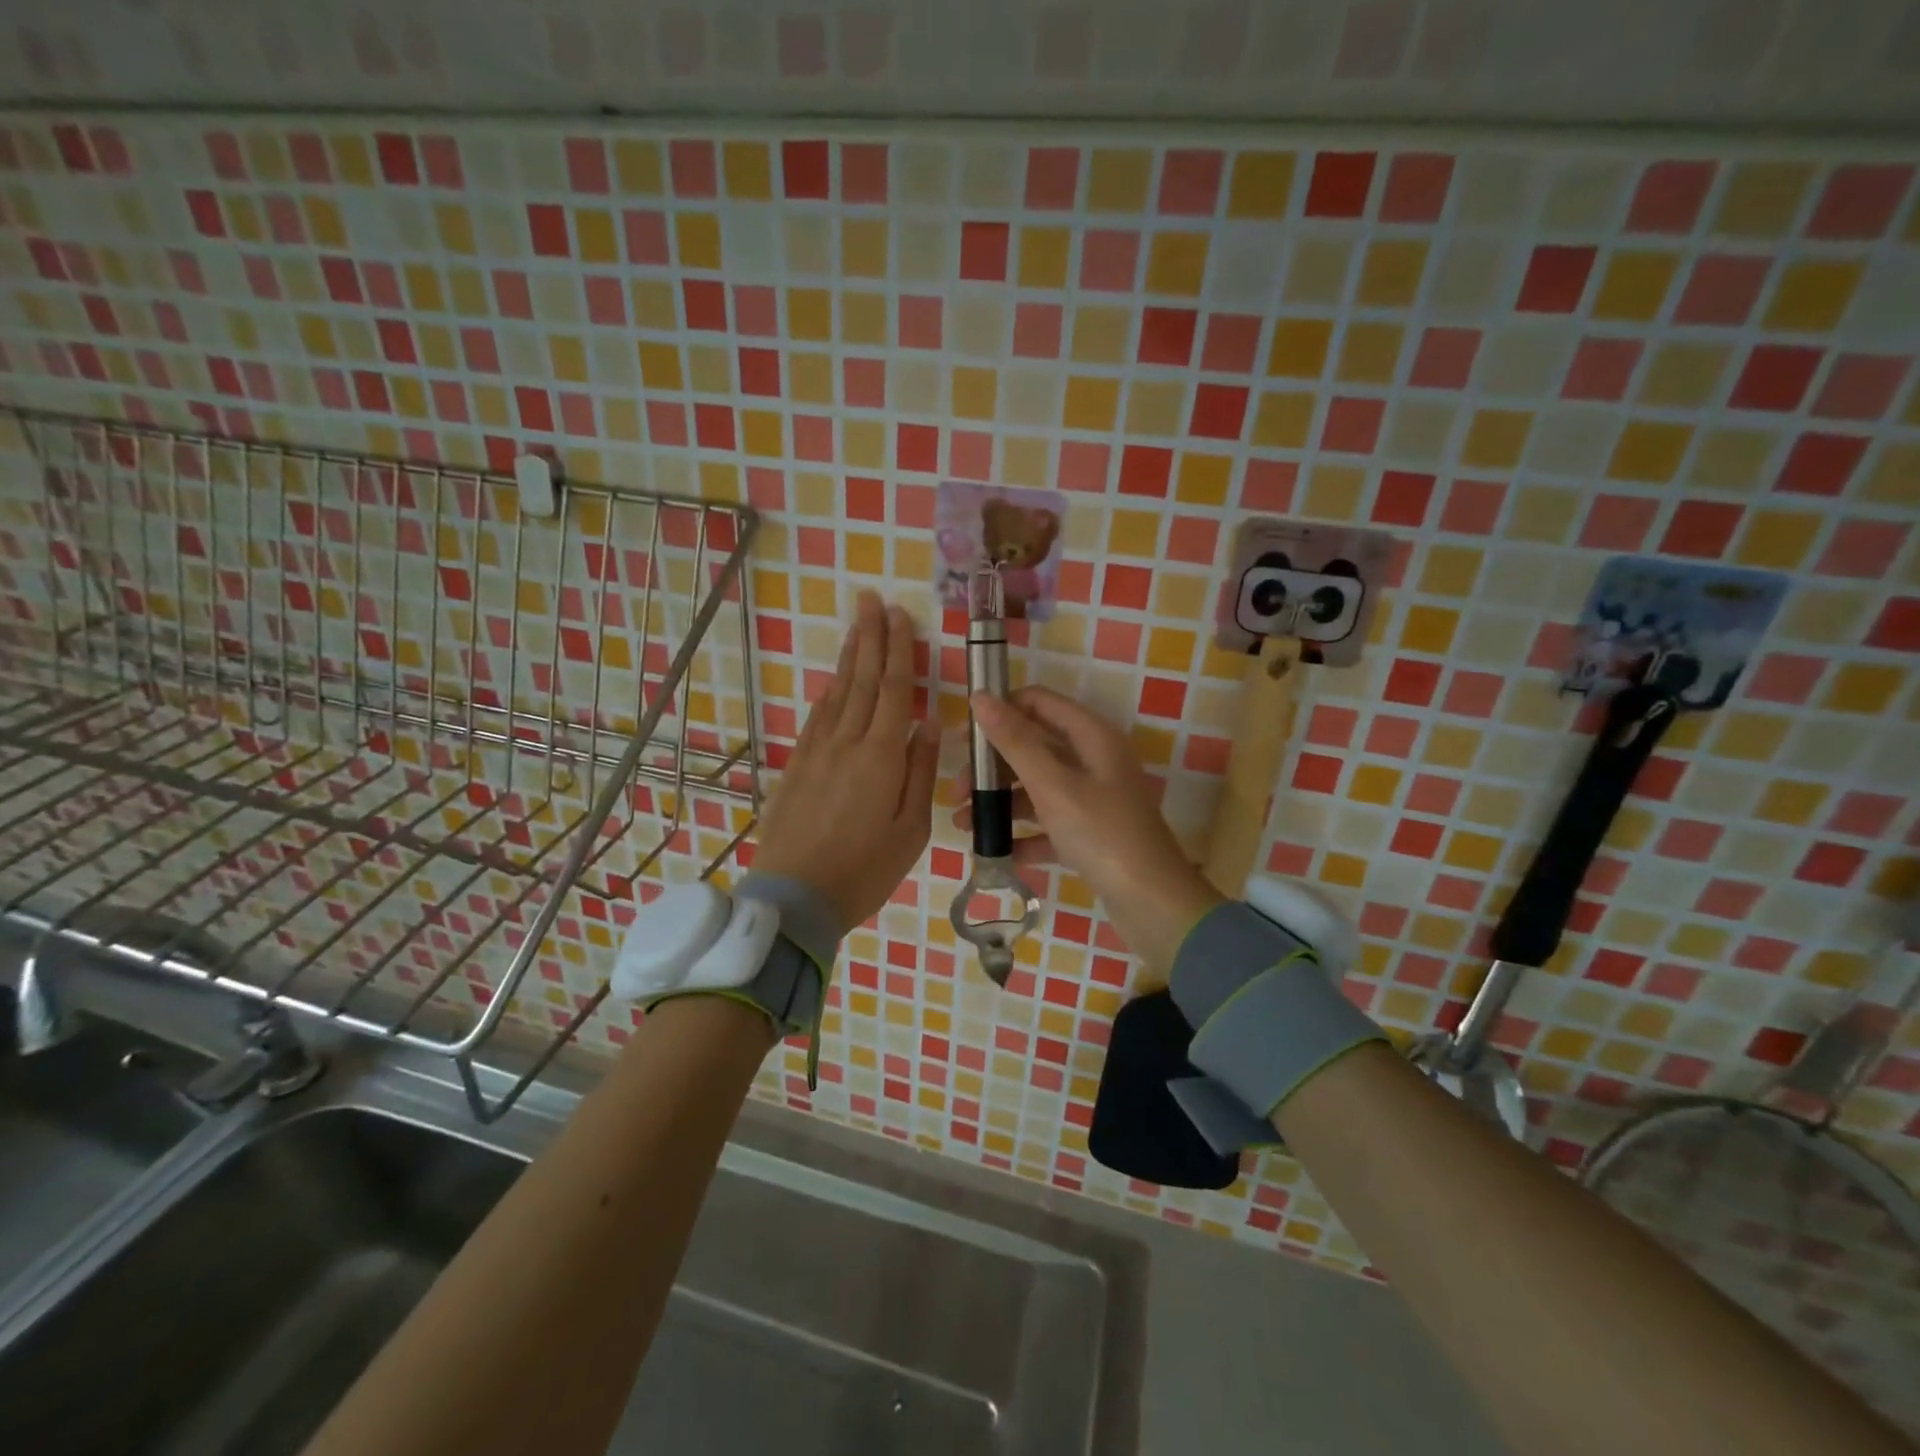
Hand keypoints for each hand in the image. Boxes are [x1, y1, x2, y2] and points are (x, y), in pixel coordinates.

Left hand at [752, 592, 939, 934]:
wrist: (794, 898)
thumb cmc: (865, 870)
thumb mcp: (911, 829)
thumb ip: (920, 772)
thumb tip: (929, 724)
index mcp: (881, 756)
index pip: (894, 690)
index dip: (898, 650)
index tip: (899, 616)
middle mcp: (847, 742)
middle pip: (863, 680)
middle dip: (870, 637)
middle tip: (872, 600)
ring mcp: (816, 752)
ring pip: (837, 693)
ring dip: (849, 657)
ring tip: (857, 625)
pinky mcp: (796, 766)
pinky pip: (816, 717)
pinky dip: (828, 692)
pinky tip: (833, 680)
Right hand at [966, 687, 1219, 969]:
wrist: (1152, 903)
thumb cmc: (1102, 834)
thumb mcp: (1053, 785)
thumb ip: (1015, 741)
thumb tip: (981, 698)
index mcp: (1091, 737)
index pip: (1038, 703)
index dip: (1001, 712)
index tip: (964, 739)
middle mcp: (1094, 760)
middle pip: (1033, 747)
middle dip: (993, 767)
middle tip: (957, 793)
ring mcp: (1094, 798)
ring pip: (1037, 787)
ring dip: (1001, 802)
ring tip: (964, 826)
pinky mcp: (1091, 833)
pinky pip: (1049, 823)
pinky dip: (1024, 834)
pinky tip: (998, 853)